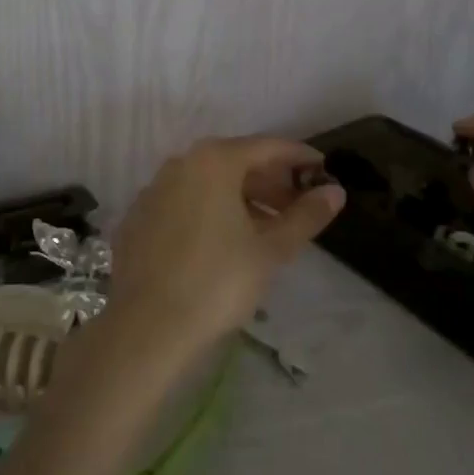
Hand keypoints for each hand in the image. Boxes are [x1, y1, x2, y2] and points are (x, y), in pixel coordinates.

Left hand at [107, 136, 345, 366]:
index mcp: (214, 161)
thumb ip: (306, 216)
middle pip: (236, 162)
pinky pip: (184, 203)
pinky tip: (224, 243)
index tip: (323, 170)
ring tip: (268, 229)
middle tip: (299, 207)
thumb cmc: (217, 282)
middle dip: (270, 182)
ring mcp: (154, 189)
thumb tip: (335, 191)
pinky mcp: (138, 218)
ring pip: (208, 183)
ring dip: (242, 199)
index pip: (268, 147)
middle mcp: (181, 163)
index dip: (299, 158)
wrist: (147, 327)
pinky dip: (209, 212)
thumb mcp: (270, 250)